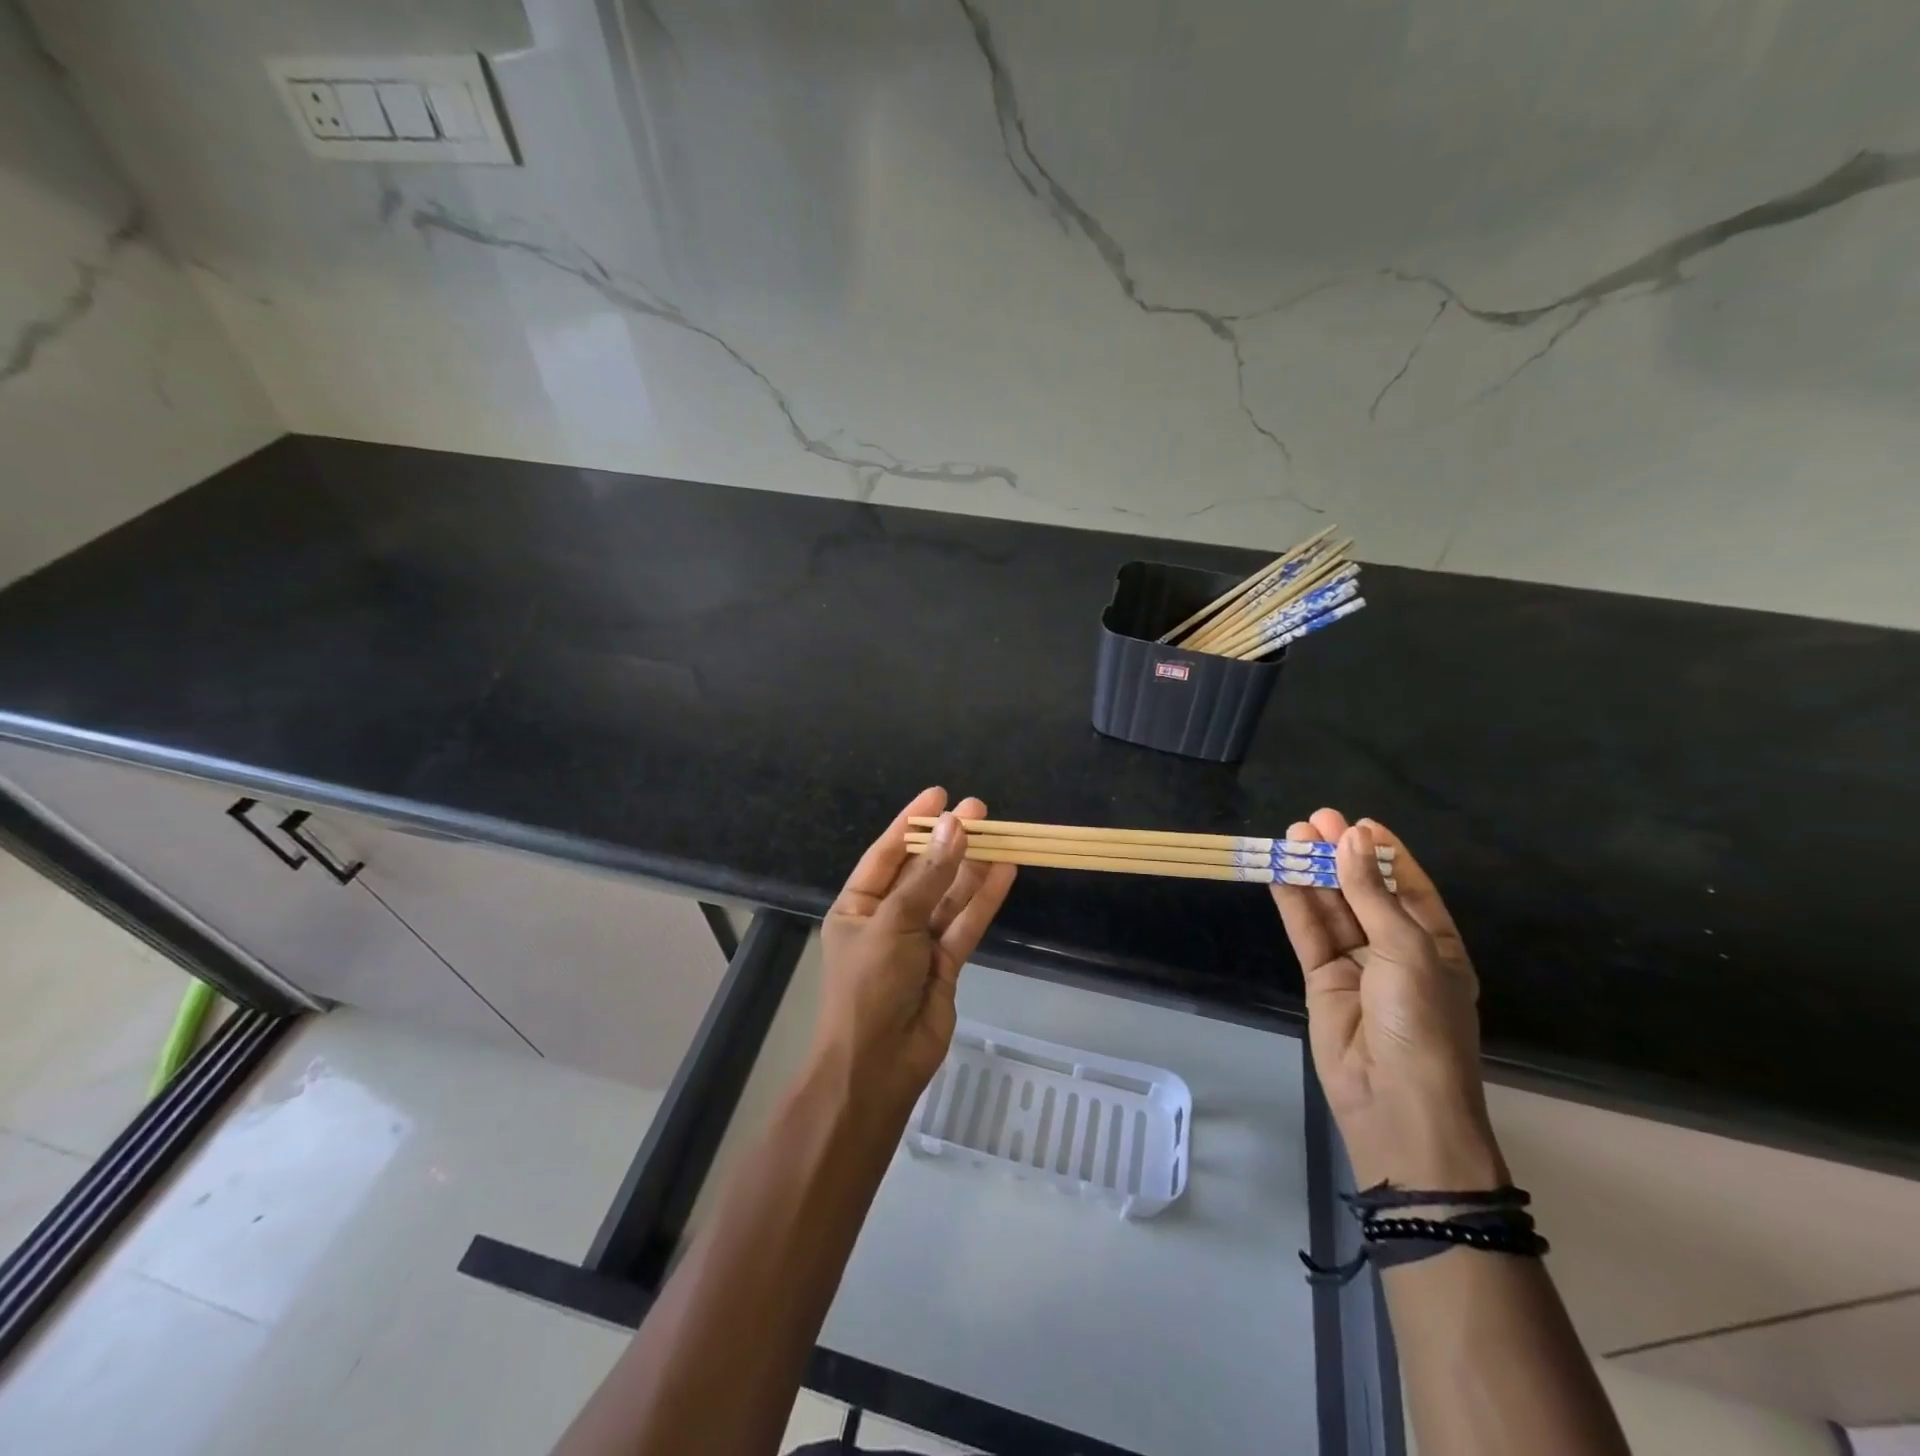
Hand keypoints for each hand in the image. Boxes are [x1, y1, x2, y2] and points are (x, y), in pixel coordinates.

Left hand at [816, 788, 1016, 1111]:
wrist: (876, 1067)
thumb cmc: (868, 987)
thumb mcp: (892, 924)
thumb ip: (929, 878)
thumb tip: (954, 827)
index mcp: (858, 906)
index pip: (887, 854)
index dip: (912, 822)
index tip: (939, 794)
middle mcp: (887, 918)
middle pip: (923, 871)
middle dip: (948, 842)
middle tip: (979, 809)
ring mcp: (918, 942)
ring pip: (949, 896)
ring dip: (971, 866)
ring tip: (998, 833)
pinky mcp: (945, 964)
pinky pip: (966, 924)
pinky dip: (984, 899)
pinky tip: (1004, 871)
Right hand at [1271, 809, 1505, 1191]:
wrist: (1395, 1103)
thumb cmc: (1423, 1024)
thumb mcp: (1407, 951)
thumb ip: (1372, 894)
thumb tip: (1352, 838)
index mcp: (1434, 945)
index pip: (1409, 887)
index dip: (1384, 854)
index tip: (1359, 822)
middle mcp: (1395, 950)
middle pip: (1363, 891)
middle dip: (1341, 856)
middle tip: (1315, 819)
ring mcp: (1356, 964)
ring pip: (1331, 907)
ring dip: (1312, 873)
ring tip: (1292, 835)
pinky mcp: (1321, 978)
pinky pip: (1307, 931)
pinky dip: (1293, 901)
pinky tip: (1279, 871)